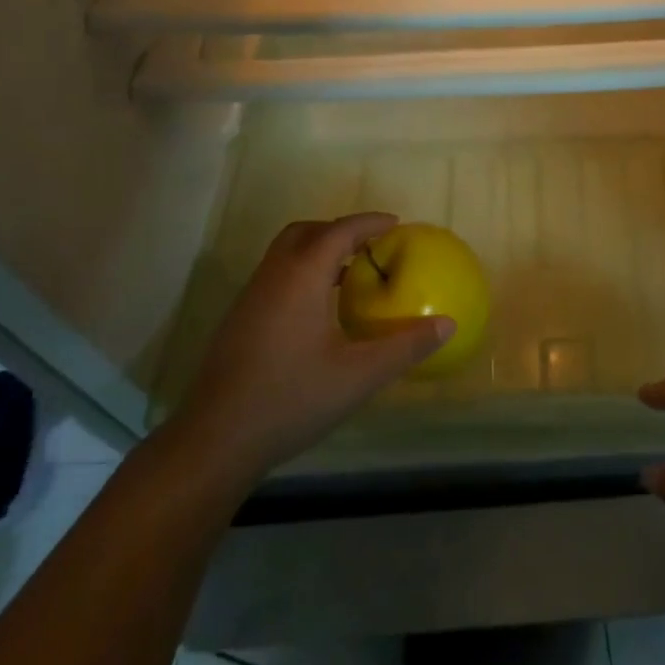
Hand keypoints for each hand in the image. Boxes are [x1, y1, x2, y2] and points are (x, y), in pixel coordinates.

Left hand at [163, 213, 452, 484]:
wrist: (215, 441)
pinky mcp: (239, 320)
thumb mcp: (359, 376)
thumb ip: (406, 347)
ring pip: (285, 254)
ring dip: (317, 251)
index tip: (395, 224)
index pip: (339, 231)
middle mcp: (273, 276)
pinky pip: (275, 276)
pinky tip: (318, 311)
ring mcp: (250, 298)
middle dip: (339, 230)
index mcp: (301, 277)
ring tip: (349, 274)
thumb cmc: (291, 399)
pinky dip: (301, 273)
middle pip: (306, 232)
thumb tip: (448, 324)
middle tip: (370, 246)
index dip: (369, 222)